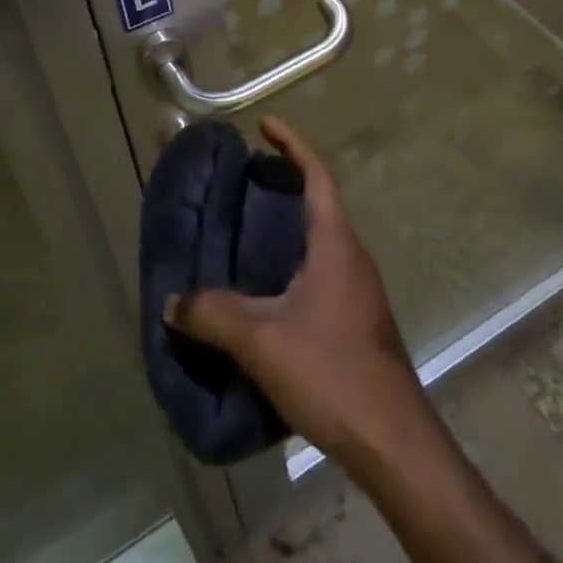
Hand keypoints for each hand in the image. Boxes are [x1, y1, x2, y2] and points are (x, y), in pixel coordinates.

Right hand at [165, 118, 431, 466]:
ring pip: (319, 242)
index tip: (266, 125)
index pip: (317, 176)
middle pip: (318, 204)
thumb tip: (172, 300)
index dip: (293, 145)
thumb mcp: (261, 340)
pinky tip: (263, 294)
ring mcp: (358, 289)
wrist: (390, 437)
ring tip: (244, 235)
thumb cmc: (331, 371)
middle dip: (284, 185)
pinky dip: (291, 265)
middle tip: (242, 184)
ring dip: (287, 229)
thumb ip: (213, 314)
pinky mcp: (356, 318)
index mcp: (335, 243)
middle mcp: (351, 256)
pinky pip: (319, 273)